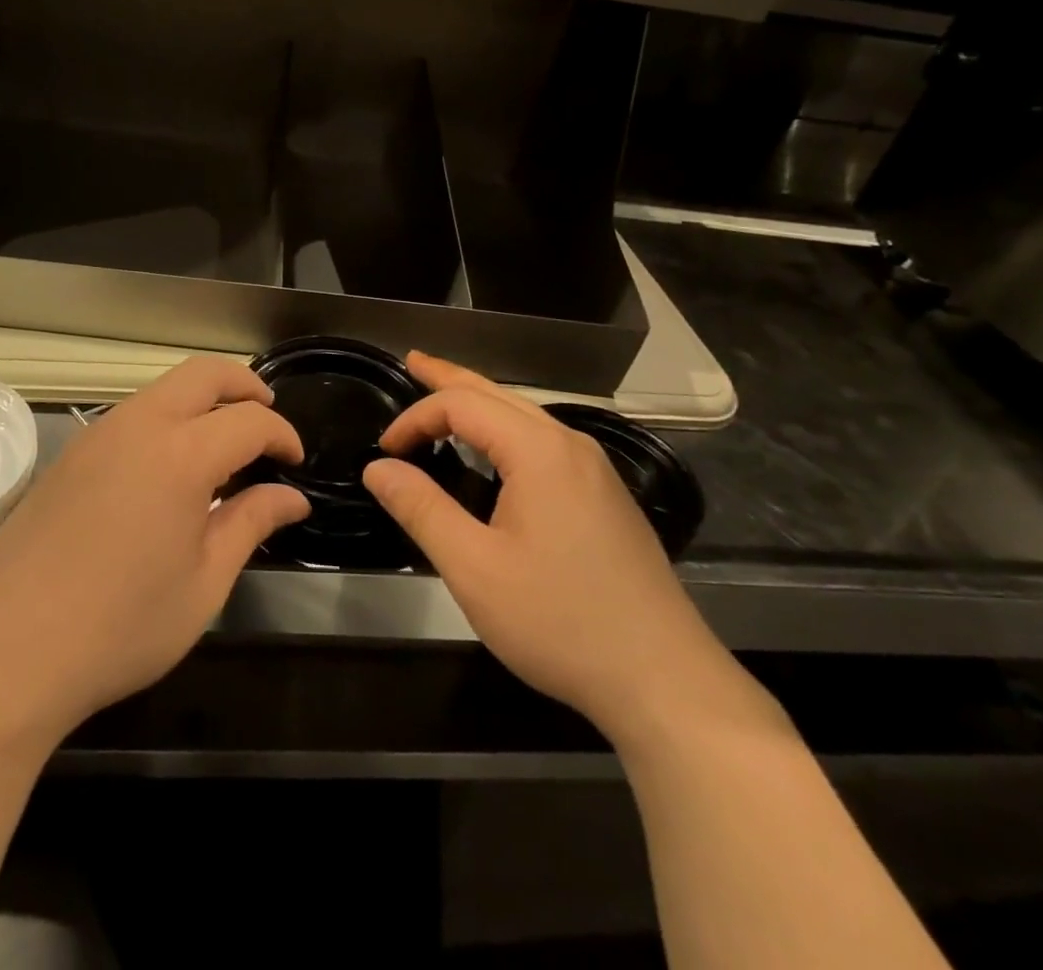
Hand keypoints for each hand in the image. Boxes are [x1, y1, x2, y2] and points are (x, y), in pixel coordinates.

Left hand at [0, 357, 308, 745]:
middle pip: (203, 374)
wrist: (5, 653)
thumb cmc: (120, 627)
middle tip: (267, 419)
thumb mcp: (204, 584)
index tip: (295, 463)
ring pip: (164, 389)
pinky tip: (170, 470)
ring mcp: (97, 435)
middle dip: (244, 386)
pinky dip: (167, 420)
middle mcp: (139, 425)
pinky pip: (132, 415)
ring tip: (223, 448)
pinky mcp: (70, 454)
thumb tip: (292, 497)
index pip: (249, 421)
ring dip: (202, 401)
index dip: (282, 435)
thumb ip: (251, 524)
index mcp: (181, 454)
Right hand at [364, 352, 744, 746]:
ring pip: (525, 415)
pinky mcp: (605, 496)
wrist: (664, 679)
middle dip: (451, 377)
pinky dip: (506, 429)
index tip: (383, 451)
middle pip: (498, 394)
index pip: (462, 405)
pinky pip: (545, 441)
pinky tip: (496, 450)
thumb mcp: (474, 568)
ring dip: (480, 402)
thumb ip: (421, 509)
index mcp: (538, 450)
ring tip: (445, 397)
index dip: (416, 418)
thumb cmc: (560, 621)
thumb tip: (379, 468)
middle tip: (413, 362)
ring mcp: (594, 470)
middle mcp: (569, 445)